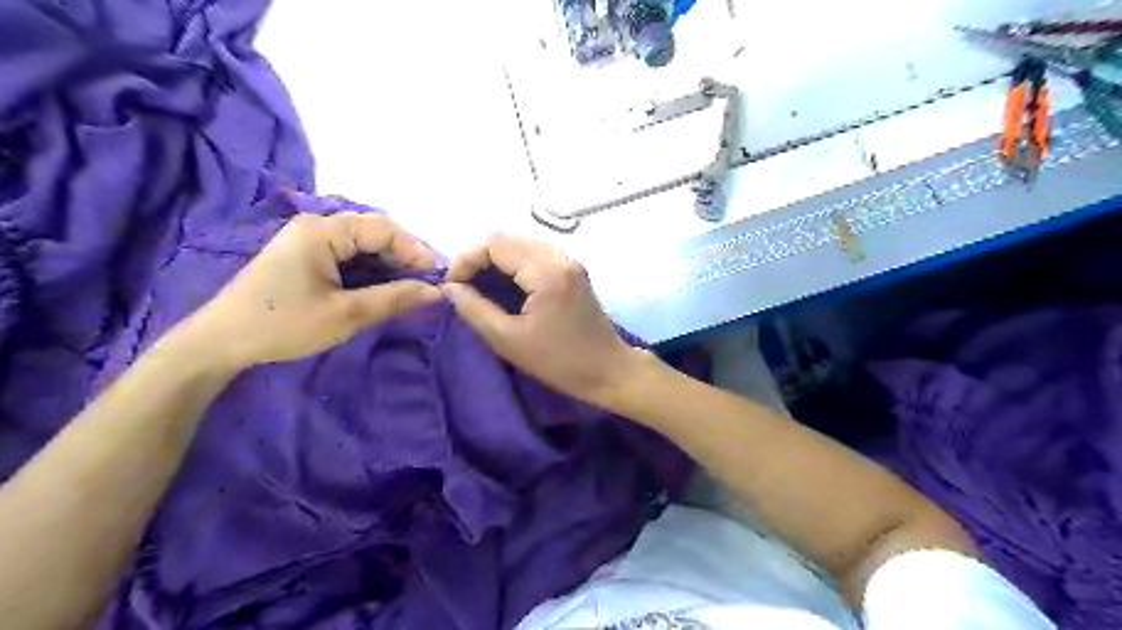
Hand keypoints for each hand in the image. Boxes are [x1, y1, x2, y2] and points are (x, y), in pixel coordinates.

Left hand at [179, 212, 443, 368]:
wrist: (219, 343)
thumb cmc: (283, 325)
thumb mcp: (346, 314)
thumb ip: (394, 299)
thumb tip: (437, 292)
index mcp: (322, 231)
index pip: (384, 229)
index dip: (415, 251)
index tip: (436, 279)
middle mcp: (316, 226)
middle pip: (374, 233)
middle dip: (403, 259)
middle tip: (424, 287)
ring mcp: (307, 240)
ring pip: (362, 245)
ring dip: (387, 266)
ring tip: (408, 291)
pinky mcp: (303, 256)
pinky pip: (347, 256)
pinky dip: (369, 271)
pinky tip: (380, 290)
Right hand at [443, 234, 643, 406]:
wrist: (608, 371)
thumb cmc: (559, 362)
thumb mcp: (509, 340)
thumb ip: (475, 310)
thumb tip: (450, 288)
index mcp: (546, 272)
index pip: (496, 242)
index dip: (467, 259)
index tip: (453, 285)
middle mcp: (560, 257)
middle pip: (509, 238)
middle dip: (481, 258)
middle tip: (466, 287)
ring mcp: (570, 262)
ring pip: (522, 243)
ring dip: (497, 260)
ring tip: (482, 287)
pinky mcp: (573, 271)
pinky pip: (537, 254)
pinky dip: (516, 264)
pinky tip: (507, 287)